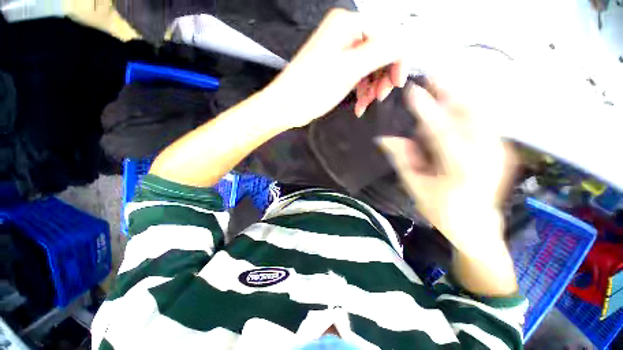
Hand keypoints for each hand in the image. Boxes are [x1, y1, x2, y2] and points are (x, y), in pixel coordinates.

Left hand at [266, 8, 406, 128]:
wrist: (286, 106)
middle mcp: (344, 33)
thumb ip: (382, 52)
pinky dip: (362, 91)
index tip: (396, 84)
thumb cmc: (311, 89)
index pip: (388, 37)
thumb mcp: (350, 69)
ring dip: (371, 87)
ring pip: (370, 67)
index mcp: (348, 25)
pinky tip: (359, 105)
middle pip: (380, 52)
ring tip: (365, 104)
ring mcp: (340, 52)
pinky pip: (358, 76)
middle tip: (379, 97)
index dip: (397, 61)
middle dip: (382, 77)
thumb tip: (405, 44)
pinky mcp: (336, 68)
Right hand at [379, 78, 517, 253]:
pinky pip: (484, 120)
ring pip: (480, 112)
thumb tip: (385, 138)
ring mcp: (498, 149)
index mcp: (460, 166)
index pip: (440, 129)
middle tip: (431, 76)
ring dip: (460, 95)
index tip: (412, 90)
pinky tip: (455, 104)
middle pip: (469, 112)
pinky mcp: (502, 149)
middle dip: (450, 90)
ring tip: (442, 85)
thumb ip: (403, 159)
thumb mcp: (415, 186)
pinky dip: (469, 108)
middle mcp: (485, 153)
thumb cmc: (442, 210)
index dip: (425, 107)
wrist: (477, 227)